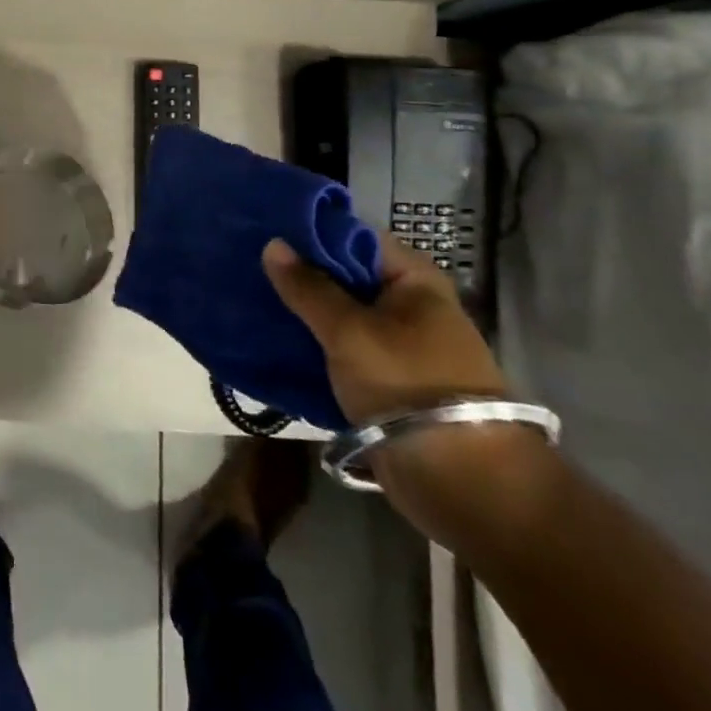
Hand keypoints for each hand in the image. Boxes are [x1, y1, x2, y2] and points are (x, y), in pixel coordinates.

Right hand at [261, 233, 507, 422]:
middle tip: (250, 266)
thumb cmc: (406, 383)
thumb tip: (273, 244)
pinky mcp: (387, 379)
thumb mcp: (349, 331)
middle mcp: (409, 304)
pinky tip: (274, 337)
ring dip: (303, 311)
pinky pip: (342, 349)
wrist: (459, 477)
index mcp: (413, 279)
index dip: (311, 234)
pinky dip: (313, 343)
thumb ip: (308, 288)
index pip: (354, 238)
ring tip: (253, 299)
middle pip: (345, 276)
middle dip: (301, 274)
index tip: (265, 233)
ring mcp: (399, 344)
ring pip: (340, 315)